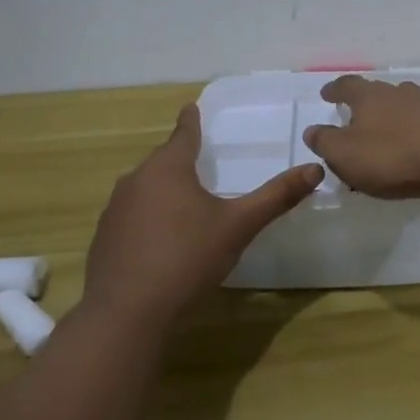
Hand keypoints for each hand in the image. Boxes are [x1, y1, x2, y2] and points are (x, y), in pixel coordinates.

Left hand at [85, 104, 321, 316]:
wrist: (126, 312)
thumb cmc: (187, 258)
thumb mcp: (239, 226)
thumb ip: (276, 197)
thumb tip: (315, 169)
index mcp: (167, 169)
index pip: (183, 134)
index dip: (190, 121)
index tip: (191, 107)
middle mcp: (135, 181)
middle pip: (162, 161)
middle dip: (180, 159)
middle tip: (200, 160)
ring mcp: (115, 211)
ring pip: (144, 189)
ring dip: (163, 190)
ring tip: (184, 202)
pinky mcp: (104, 239)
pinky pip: (132, 217)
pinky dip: (148, 219)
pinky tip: (161, 240)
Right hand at [302, 75, 419, 198]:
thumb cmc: (389, 155)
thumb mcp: (343, 153)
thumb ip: (324, 141)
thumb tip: (312, 131)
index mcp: (368, 96)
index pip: (346, 85)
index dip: (335, 90)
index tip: (327, 93)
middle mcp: (396, 94)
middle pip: (376, 91)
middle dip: (364, 101)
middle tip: (354, 113)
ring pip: (400, 105)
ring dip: (389, 115)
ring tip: (381, 130)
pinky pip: (419, 125)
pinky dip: (409, 132)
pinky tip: (407, 146)